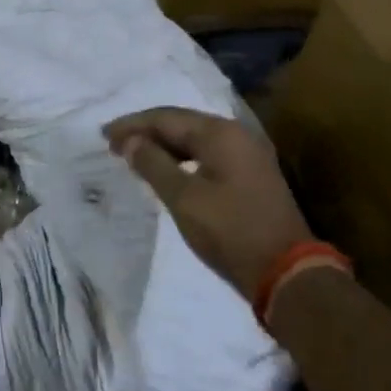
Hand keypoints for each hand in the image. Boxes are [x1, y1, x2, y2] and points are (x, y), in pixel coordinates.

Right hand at [104, 108, 312, 295]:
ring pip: (195, 139)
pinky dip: (182, 158)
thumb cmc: (229, 231)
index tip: (103, 135)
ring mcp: (248, 155)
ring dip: (163, 145)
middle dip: (146, 131)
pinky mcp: (251, 176)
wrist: (286, 272)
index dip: (132, 125)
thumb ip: (153, 164)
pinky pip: (207, 154)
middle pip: (182, 123)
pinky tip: (166, 170)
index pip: (166, 118)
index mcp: (220, 134)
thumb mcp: (183, 198)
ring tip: (134, 156)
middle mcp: (236, 135)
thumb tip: (130, 141)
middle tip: (114, 144)